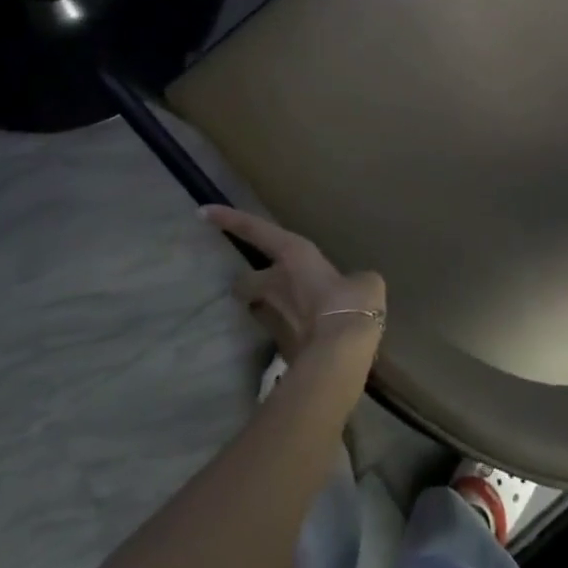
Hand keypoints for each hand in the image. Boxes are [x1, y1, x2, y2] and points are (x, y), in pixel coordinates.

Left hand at [200, 205, 385, 362]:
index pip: (256, 230)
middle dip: (252, 284)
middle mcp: (273, 283)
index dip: (230, 219)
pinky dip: (292, 334)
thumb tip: (354, 289)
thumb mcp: (365, 283)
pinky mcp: (277, 349)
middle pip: (244, 282)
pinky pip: (281, 334)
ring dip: (271, 310)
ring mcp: (271, 318)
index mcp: (293, 256)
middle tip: (270, 287)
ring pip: (260, 309)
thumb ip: (354, 281)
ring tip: (296, 315)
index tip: (203, 211)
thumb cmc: (350, 304)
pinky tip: (312, 339)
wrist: (337, 357)